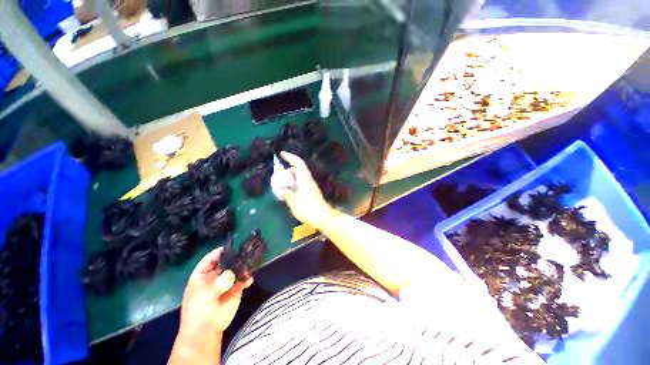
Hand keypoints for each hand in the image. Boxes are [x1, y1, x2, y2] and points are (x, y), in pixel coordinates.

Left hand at [178, 247, 252, 337]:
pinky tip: (249, 280)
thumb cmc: (198, 313)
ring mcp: (228, 280)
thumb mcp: (204, 297)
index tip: (234, 247)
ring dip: (245, 266)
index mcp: (204, 273)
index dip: (222, 251)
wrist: (206, 332)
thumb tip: (231, 275)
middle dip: (237, 256)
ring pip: (238, 268)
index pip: (213, 257)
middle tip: (248, 252)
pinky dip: (248, 277)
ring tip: (251, 264)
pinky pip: (244, 279)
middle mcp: (217, 273)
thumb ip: (217, 284)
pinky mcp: (237, 288)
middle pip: (228, 260)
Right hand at [280, 152, 334, 229]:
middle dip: (288, 168)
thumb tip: (283, 190)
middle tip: (279, 176)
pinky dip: (294, 181)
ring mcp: (311, 185)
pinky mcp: (311, 190)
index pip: (298, 164)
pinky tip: (290, 190)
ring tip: (282, 184)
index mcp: (305, 181)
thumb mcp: (295, 205)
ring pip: (300, 175)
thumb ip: (288, 196)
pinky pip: (301, 181)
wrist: (324, 217)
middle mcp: (309, 180)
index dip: (290, 157)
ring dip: (291, 176)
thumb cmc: (310, 211)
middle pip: (299, 168)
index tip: (281, 154)